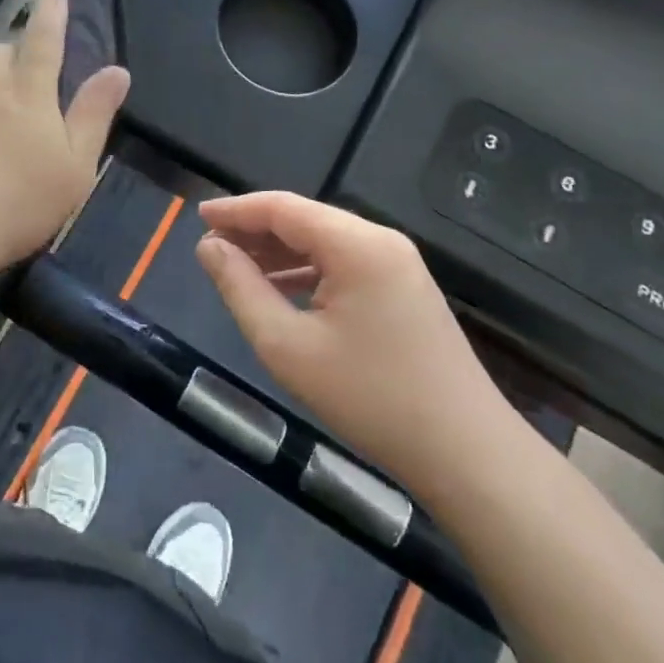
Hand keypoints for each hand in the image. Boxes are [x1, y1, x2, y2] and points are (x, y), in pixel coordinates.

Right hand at [195, 192, 517, 498]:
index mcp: (356, 245)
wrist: (467, 455)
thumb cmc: (370, 398)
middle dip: (254, 230)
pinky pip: (344, 264)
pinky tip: (280, 290)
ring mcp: (398, 265)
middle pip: (304, 220)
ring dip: (278, 251)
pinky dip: (306, 271)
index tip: (196, 216)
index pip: (282, 208)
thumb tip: (209, 247)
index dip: (235, 209)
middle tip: (209, 248)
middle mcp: (380, 241)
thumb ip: (240, 288)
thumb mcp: (287, 346)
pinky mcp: (404, 289)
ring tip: (235, 268)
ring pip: (323, 242)